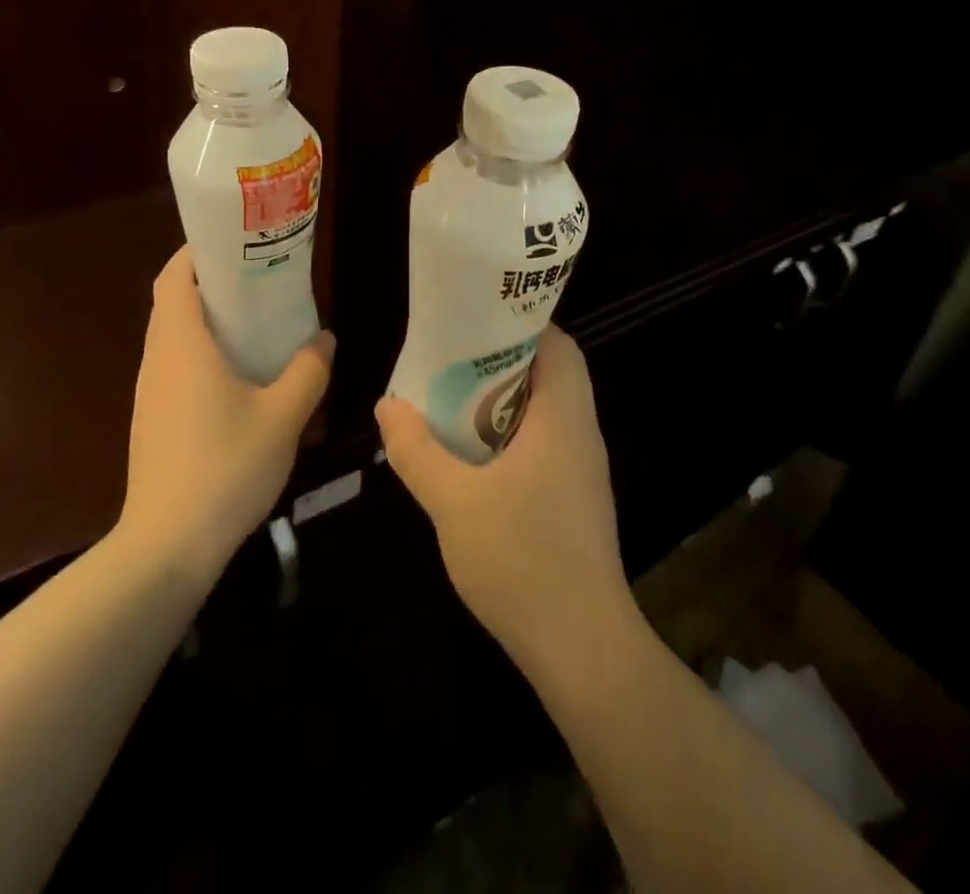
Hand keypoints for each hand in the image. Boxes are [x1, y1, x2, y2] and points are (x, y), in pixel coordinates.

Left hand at [119, 247, 333, 586]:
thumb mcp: (283, 417)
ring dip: (207, 321)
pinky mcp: (153, 422)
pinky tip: (239, 378)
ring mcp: (151, 394)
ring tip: (255, 323)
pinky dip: (201, 354)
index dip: (197, 252)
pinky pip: (175, 368)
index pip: (174, 277)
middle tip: (258, 280)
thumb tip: (324, 338)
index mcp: (182, 345)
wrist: (167, 547)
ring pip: (173, 338)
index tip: (233, 243)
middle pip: (173, 303)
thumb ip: (308, 371)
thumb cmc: (226, 468)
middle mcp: (158, 361)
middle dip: (210, 284)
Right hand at [376, 326, 634, 670]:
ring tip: (452, 396)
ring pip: (547, 411)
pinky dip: (511, 433)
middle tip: (451, 357)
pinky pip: (545, 443)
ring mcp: (582, 470)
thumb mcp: (453, 502)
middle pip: (551, 373)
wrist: (582, 649)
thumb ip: (416, 450)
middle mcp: (581, 434)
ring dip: (504, 399)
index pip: (558, 345)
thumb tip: (387, 405)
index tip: (475, 319)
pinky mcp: (576, 499)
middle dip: (502, 359)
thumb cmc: (522, 561)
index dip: (521, 322)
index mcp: (563, 419)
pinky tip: (472, 454)